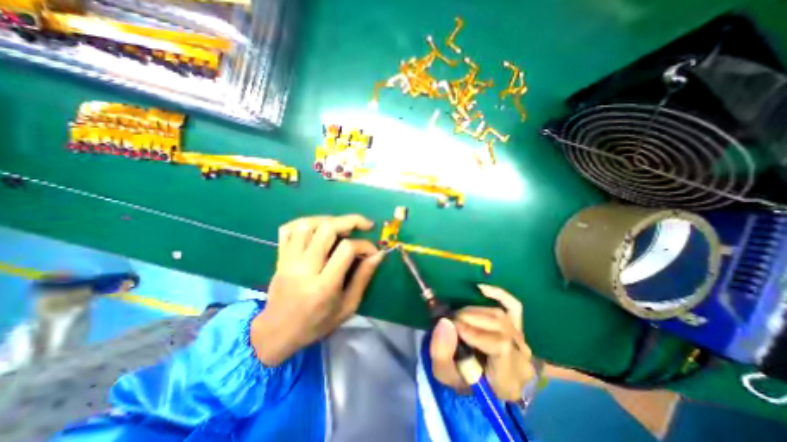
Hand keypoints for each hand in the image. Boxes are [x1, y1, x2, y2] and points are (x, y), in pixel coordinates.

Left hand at [252, 214, 384, 365]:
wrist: (276, 333)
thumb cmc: (316, 324)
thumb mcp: (347, 307)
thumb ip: (363, 278)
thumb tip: (378, 254)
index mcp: (323, 286)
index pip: (346, 249)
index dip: (364, 245)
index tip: (373, 250)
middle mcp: (304, 268)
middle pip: (327, 229)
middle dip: (351, 221)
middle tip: (365, 224)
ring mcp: (288, 261)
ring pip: (307, 224)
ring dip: (329, 220)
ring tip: (343, 226)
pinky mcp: (279, 257)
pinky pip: (288, 229)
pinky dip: (305, 222)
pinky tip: (318, 228)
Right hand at [430, 285, 535, 402]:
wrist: (481, 380)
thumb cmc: (464, 380)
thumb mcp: (446, 375)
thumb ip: (442, 354)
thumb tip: (445, 322)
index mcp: (508, 379)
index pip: (501, 347)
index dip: (476, 333)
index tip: (454, 327)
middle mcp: (522, 358)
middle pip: (500, 327)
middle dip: (470, 319)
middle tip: (450, 319)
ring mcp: (522, 340)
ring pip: (500, 315)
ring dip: (474, 311)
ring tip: (458, 316)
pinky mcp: (518, 326)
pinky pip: (514, 306)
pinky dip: (499, 294)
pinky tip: (481, 289)